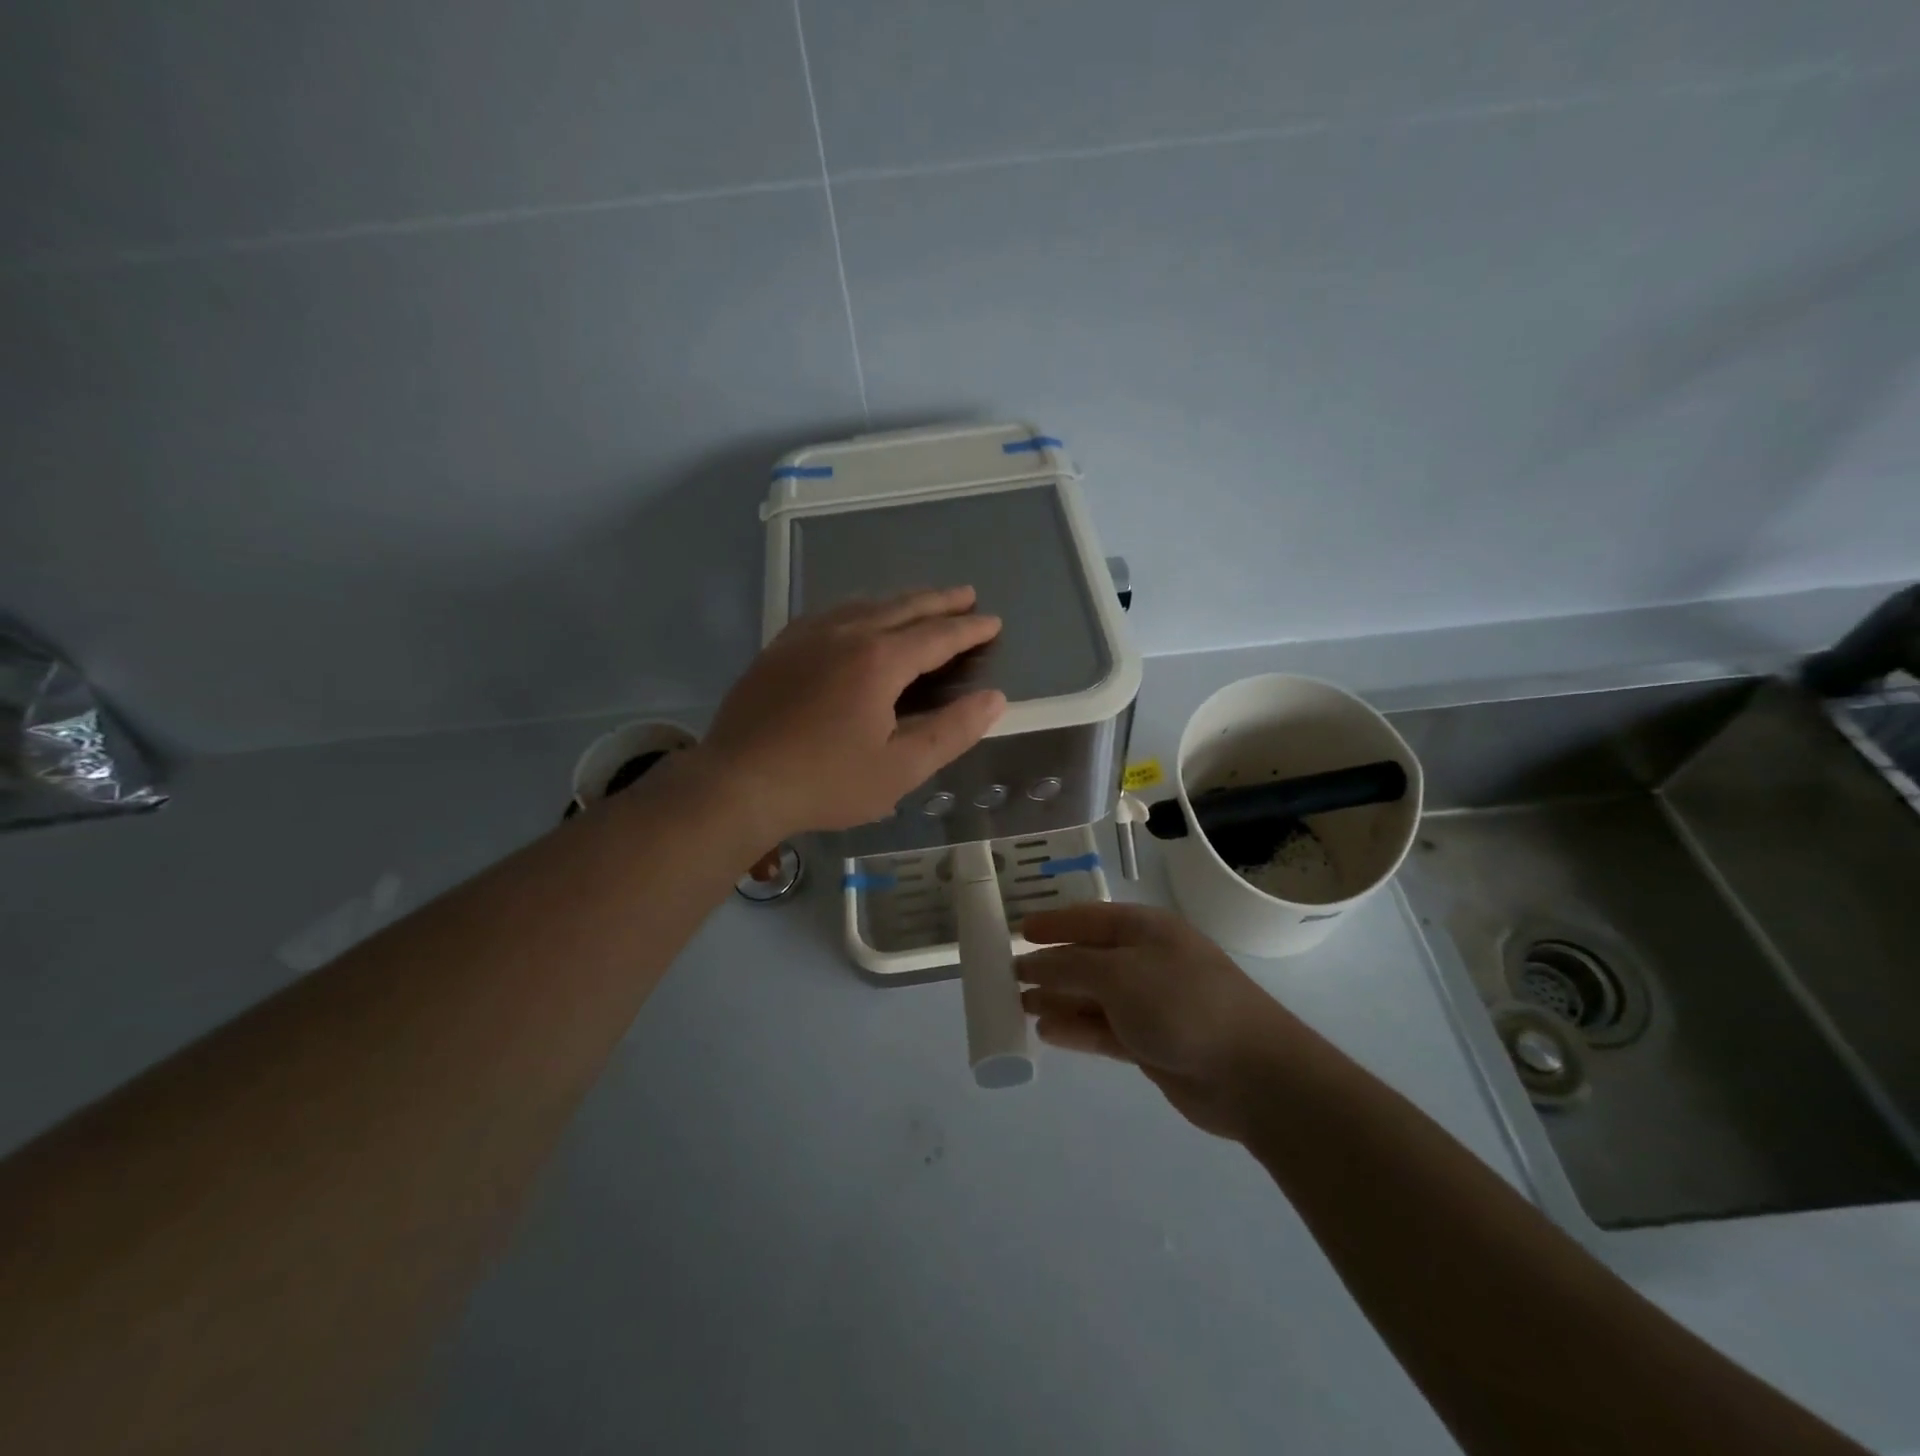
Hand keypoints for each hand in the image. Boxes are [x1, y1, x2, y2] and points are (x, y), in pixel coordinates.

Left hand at [701, 587, 1006, 841]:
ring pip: (865, 603)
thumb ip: (952, 731)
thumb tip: (993, 699)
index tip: (993, 622)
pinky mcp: (781, 646)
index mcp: (880, 660)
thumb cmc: (826, 781)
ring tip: (922, 601)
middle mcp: (846, 633)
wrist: (737, 783)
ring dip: (900, 600)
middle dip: (940, 600)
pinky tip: (858, 616)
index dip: (969, 629)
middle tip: (967, 594)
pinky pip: (831, 612)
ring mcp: (808, 635)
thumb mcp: (900, 768)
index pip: (938, 635)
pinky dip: (859, 607)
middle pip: (903, 607)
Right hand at [1018, 904, 1306, 1139]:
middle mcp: (1146, 961)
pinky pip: (1103, 1029)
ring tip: (1018, 1005)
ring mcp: (1150, 1004)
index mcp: (1145, 930)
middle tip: (1008, 976)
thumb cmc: (1182, 1003)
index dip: (1052, 923)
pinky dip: (1076, 1029)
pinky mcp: (1151, 1043)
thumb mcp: (1118, 974)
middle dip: (1050, 965)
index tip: (1016, 931)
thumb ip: (1069, 967)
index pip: (1088, 918)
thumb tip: (1030, 964)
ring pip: (1093, 996)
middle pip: (1088, 958)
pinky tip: (1046, 1031)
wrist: (1251, 1073)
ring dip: (1058, 999)